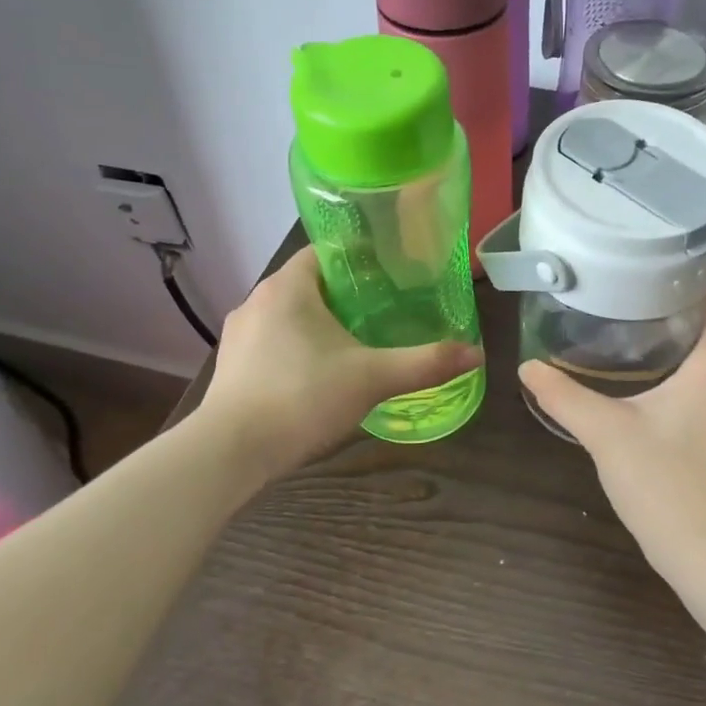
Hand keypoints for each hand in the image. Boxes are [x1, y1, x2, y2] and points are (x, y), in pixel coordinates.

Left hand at [196, 247, 482, 480]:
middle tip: (385, 311)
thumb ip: (425, 364)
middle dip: (345, 295)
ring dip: (319, 324)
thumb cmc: (302, 397)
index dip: (360, 259)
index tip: (391, 274)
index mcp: (288, 287)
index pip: (325, 252)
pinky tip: (318, 374)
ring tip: (356, 342)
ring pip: (288, 316)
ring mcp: (238, 335)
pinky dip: (296, 349)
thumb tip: (476, 354)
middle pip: (309, 284)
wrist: (230, 453)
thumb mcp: (372, 378)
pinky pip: (272, 343)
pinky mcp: (231, 366)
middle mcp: (257, 301)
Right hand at [519, 267, 705, 574]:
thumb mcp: (607, 434)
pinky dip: (700, 386)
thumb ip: (565, 397)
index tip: (681, 256)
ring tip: (648, 345)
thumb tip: (528, 368)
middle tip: (643, 299)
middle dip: (690, 311)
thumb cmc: (666, 483)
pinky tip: (664, 401)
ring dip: (694, 353)